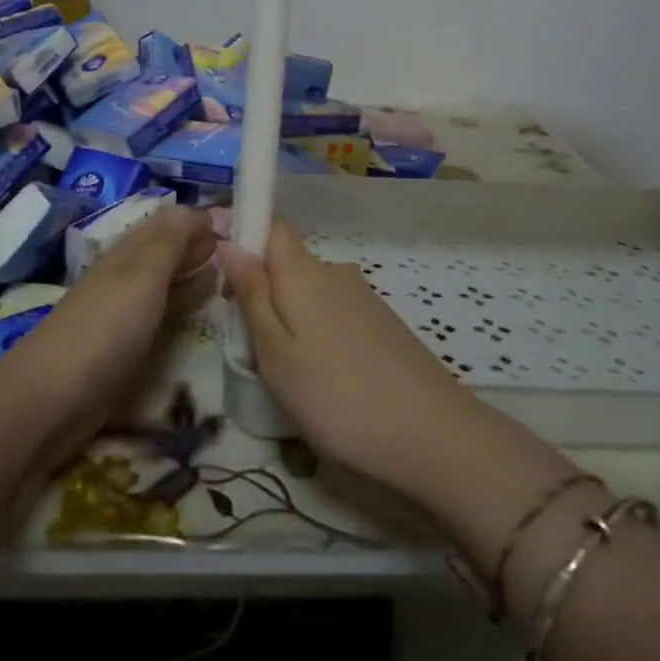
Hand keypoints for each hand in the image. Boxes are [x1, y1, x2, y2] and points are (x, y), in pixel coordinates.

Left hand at [0, 207, 216, 468]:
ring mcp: (126, 311)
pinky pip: (163, 312)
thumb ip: (171, 241)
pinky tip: (201, 306)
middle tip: (241, 247)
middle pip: (166, 250)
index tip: (239, 223)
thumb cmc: (105, 327)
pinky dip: (185, 302)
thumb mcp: (143, 274)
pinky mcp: (127, 344)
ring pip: (166, 280)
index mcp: (129, 252)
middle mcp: (127, 275)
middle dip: (199, 243)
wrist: (53, 397)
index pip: (168, 222)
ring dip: (193, 271)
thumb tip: (198, 208)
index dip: (198, 218)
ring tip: (230, 272)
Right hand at [221, 221, 486, 496]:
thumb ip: (252, 295)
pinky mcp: (383, 323)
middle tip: (251, 347)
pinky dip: (320, 334)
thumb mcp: (276, 353)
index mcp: (304, 272)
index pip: (272, 226)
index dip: (246, 240)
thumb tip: (230, 242)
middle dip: (264, 292)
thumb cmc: (336, 396)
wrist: (431, 434)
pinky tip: (327, 378)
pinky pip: (335, 313)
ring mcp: (364, 297)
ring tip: (289, 373)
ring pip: (312, 293)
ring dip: (292, 318)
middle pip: (289, 264)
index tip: (228, 281)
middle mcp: (336, 272)